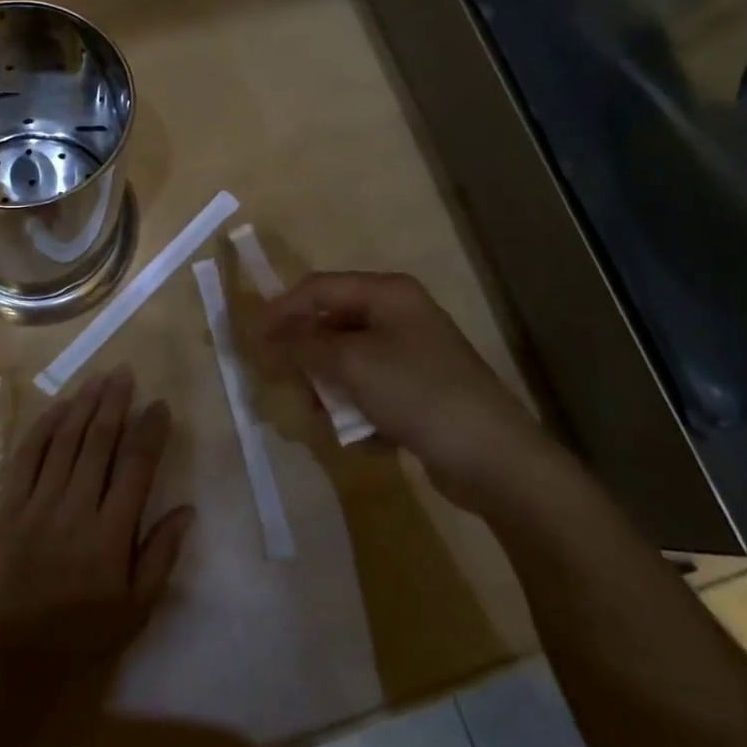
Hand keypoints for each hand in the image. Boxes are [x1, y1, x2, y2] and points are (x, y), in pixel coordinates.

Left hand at [0, 366, 192, 683]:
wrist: (9, 657)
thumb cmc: (80, 636)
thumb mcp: (135, 610)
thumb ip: (161, 556)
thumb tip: (187, 509)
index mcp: (111, 533)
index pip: (136, 467)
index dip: (150, 431)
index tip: (159, 405)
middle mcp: (76, 507)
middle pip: (99, 442)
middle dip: (115, 403)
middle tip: (125, 373)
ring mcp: (37, 502)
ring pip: (65, 440)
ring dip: (83, 405)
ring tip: (98, 378)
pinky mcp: (6, 505)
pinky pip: (26, 455)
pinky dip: (43, 427)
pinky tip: (58, 406)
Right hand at [262, 271, 553, 509]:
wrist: (494, 458)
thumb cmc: (418, 393)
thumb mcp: (352, 363)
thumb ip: (303, 345)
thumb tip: (266, 337)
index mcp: (387, 293)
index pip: (318, 288)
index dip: (281, 310)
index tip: (252, 340)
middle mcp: (399, 314)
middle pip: (331, 323)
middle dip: (306, 354)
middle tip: (281, 381)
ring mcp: (411, 353)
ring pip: (347, 360)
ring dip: (329, 386)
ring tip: (321, 415)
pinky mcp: (418, 390)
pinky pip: (370, 389)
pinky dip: (357, 408)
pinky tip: (359, 435)